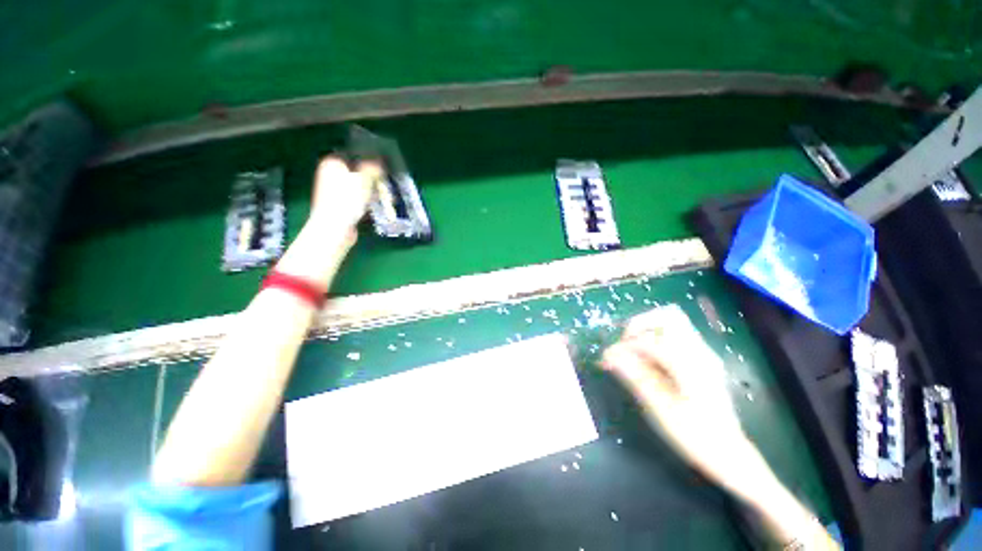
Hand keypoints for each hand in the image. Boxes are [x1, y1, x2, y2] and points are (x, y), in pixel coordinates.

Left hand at [309, 156, 380, 232]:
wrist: (334, 228)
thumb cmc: (346, 200)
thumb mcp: (363, 180)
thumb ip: (372, 168)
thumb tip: (380, 161)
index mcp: (333, 163)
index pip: (354, 156)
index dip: (370, 160)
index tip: (384, 167)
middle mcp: (331, 175)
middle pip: (358, 172)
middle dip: (374, 178)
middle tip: (387, 183)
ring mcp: (336, 191)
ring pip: (360, 187)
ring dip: (374, 190)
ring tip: (387, 196)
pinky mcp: (342, 205)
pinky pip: (358, 199)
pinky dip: (368, 201)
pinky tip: (377, 205)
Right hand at [601, 305, 767, 498]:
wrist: (728, 453)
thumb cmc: (693, 435)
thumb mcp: (659, 408)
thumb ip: (634, 375)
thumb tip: (608, 355)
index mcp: (691, 365)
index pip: (650, 341)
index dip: (624, 347)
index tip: (607, 359)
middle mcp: (700, 352)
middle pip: (667, 316)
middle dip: (639, 325)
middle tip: (624, 345)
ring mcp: (703, 353)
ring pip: (672, 322)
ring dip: (647, 331)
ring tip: (633, 351)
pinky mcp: (701, 358)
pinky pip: (675, 335)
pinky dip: (656, 339)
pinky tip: (647, 360)